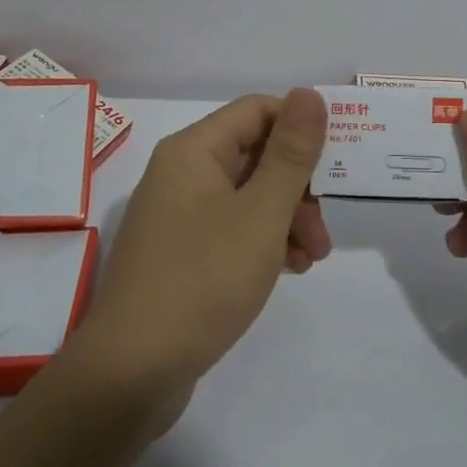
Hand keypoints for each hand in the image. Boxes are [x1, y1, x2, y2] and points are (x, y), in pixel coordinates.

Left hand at [69, 89, 330, 430]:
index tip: (336, 164)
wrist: (131, 373)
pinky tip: (288, 270)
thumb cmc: (202, 280)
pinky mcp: (181, 253)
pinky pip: (232, 228)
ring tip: (313, 258)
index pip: (258, 111)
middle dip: (299, 186)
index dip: (301, 129)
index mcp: (194, 150)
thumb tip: (309, 93)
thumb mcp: (261, 214)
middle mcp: (182, 173)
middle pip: (256, 154)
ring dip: (287, 218)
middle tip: (324, 227)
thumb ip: (291, 153)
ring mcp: (179, 215)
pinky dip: (263, 241)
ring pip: (248, 195)